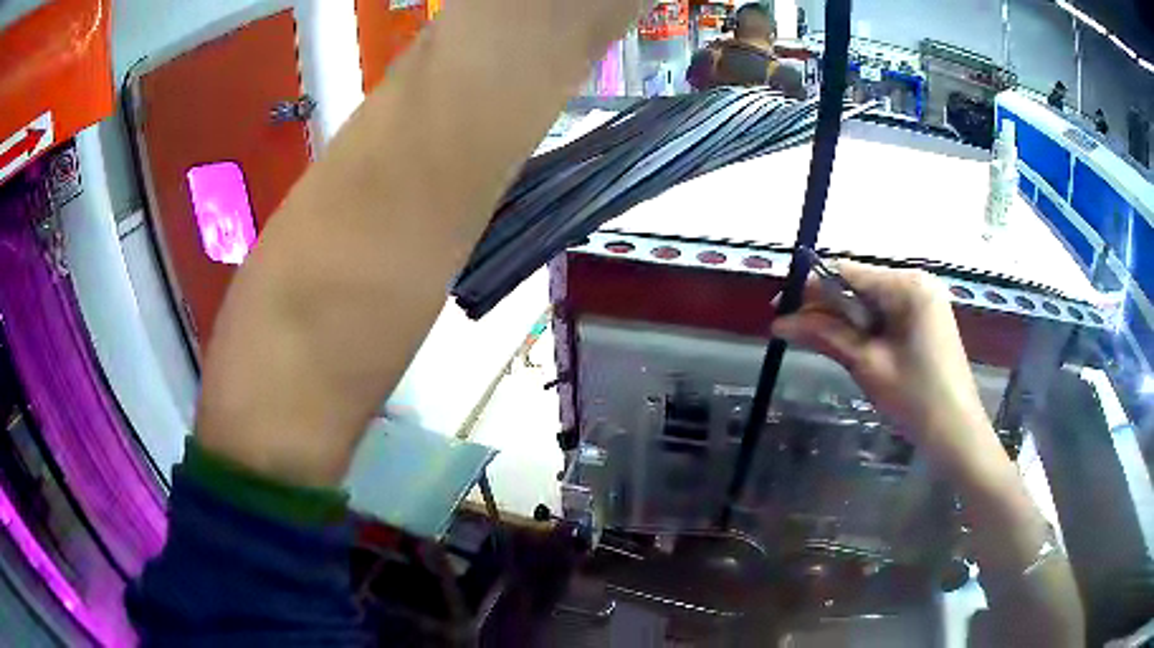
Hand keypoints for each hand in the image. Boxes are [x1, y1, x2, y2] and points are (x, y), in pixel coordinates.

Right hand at [772, 262, 991, 463]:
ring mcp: (924, 300)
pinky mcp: (926, 318)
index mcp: (907, 285)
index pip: (848, 272)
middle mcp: (917, 282)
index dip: (810, 288)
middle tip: (791, 330)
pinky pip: (886, 313)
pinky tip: (848, 344)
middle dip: (826, 306)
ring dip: (843, 319)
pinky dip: (864, 327)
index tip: (779, 309)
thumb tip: (780, 322)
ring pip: (871, 300)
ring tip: (813, 340)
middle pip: (859, 284)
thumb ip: (826, 335)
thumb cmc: (915, 398)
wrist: (957, 432)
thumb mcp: (867, 364)